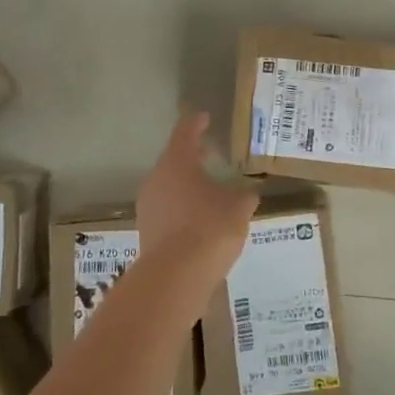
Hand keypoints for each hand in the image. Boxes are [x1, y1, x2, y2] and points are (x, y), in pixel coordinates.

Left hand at [136, 112, 259, 278]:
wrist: (176, 276)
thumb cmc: (211, 227)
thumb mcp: (239, 207)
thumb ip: (244, 195)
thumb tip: (248, 192)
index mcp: (178, 162)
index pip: (185, 133)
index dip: (197, 124)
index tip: (205, 118)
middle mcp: (157, 179)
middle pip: (174, 160)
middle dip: (193, 157)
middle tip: (211, 155)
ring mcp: (148, 206)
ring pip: (169, 187)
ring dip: (187, 186)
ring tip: (209, 191)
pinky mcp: (147, 231)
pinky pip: (167, 211)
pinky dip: (183, 209)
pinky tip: (200, 220)